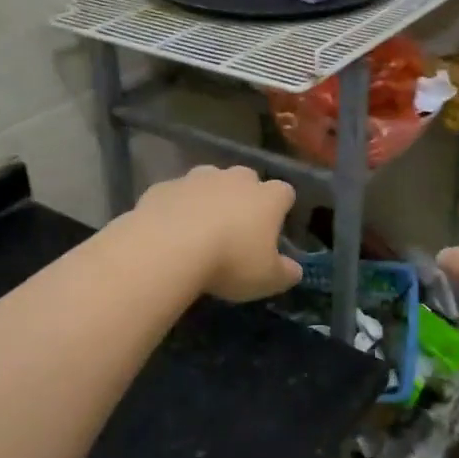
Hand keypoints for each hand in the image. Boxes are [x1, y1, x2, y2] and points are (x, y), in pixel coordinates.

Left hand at [133, 165, 302, 302]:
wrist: (167, 248)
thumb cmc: (229, 262)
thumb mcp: (267, 279)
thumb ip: (285, 273)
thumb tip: (294, 270)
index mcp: (267, 197)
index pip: (285, 192)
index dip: (281, 208)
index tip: (274, 227)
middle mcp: (235, 179)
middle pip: (246, 179)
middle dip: (244, 196)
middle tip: (236, 227)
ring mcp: (197, 178)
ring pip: (209, 180)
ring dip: (209, 197)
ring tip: (200, 227)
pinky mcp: (164, 186)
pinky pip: (176, 194)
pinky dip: (176, 207)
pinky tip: (169, 231)